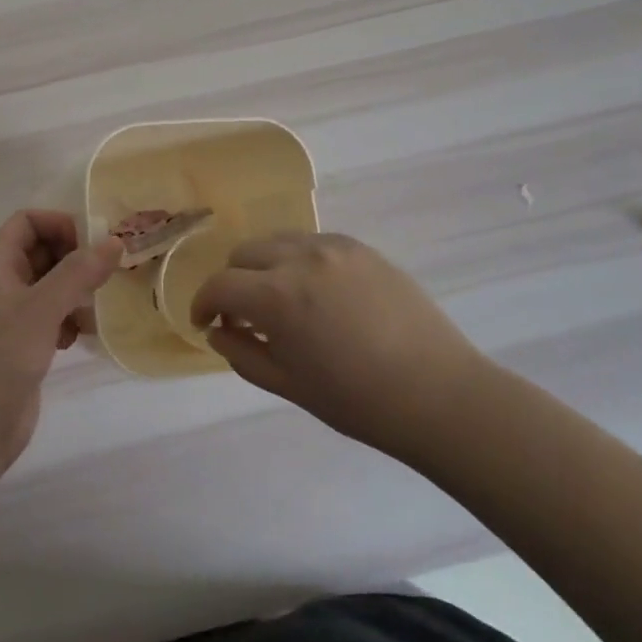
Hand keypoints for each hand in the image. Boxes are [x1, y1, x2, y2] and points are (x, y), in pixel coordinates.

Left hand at [0, 210, 120, 474]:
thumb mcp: (41, 308)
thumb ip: (78, 273)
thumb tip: (114, 240)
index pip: (26, 223)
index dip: (57, 223)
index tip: (92, 242)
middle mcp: (4, 288)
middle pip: (41, 253)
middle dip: (74, 257)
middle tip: (108, 270)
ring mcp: (13, 320)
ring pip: (51, 288)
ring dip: (77, 291)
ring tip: (99, 305)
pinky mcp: (23, 350)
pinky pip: (52, 320)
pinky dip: (70, 321)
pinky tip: (84, 336)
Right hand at [191, 232, 489, 463]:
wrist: (438, 393)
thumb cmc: (358, 401)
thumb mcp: (288, 385)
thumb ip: (242, 353)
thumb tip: (218, 331)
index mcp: (277, 296)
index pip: (219, 285)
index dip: (203, 303)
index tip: (206, 322)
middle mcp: (300, 258)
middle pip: (244, 253)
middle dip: (233, 282)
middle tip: (243, 315)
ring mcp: (334, 247)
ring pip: (277, 241)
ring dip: (264, 266)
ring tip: (281, 300)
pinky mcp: (362, 248)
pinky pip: (313, 242)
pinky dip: (298, 260)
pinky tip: (317, 292)